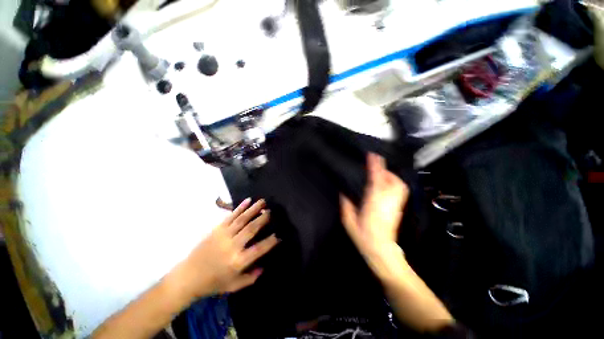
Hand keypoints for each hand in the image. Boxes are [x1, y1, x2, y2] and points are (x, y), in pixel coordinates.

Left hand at [173, 198, 278, 298]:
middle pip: (251, 229)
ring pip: (242, 219)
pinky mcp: (217, 229)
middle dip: (263, 219)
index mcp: (238, 262)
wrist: (187, 277)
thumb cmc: (212, 283)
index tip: (278, 235)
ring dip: (254, 209)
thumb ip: (251, 278)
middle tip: (271, 212)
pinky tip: (248, 200)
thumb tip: (264, 267)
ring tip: (263, 201)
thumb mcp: (233, 286)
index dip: (270, 241)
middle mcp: (232, 246)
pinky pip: (231, 216)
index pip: (259, 249)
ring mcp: (224, 235)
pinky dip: (240, 207)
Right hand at [340, 153, 409, 278]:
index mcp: (373, 203)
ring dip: (390, 174)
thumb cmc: (364, 236)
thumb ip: (346, 204)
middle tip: (375, 161)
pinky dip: (395, 182)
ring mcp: (395, 204)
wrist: (381, 250)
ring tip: (381, 170)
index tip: (372, 156)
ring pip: (398, 184)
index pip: (376, 180)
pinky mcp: (398, 207)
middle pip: (390, 180)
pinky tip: (388, 182)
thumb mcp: (348, 220)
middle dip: (383, 168)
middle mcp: (386, 201)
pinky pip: (400, 190)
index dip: (374, 167)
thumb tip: (343, 192)